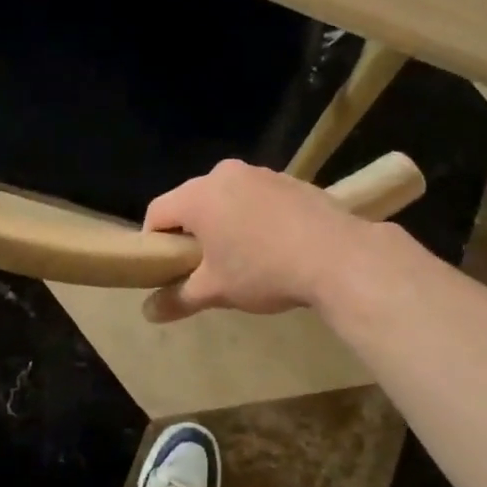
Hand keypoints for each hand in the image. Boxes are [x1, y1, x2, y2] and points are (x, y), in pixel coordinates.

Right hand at [140, 160, 369, 322]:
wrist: (338, 256)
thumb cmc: (264, 270)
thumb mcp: (216, 290)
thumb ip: (178, 298)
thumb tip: (148, 313)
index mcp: (199, 195)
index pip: (158, 212)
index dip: (153, 241)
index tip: (165, 267)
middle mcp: (225, 174)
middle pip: (192, 201)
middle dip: (191, 231)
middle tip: (202, 265)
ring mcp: (261, 173)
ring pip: (227, 197)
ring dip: (225, 222)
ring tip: (241, 257)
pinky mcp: (290, 180)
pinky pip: (257, 197)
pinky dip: (254, 217)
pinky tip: (274, 245)